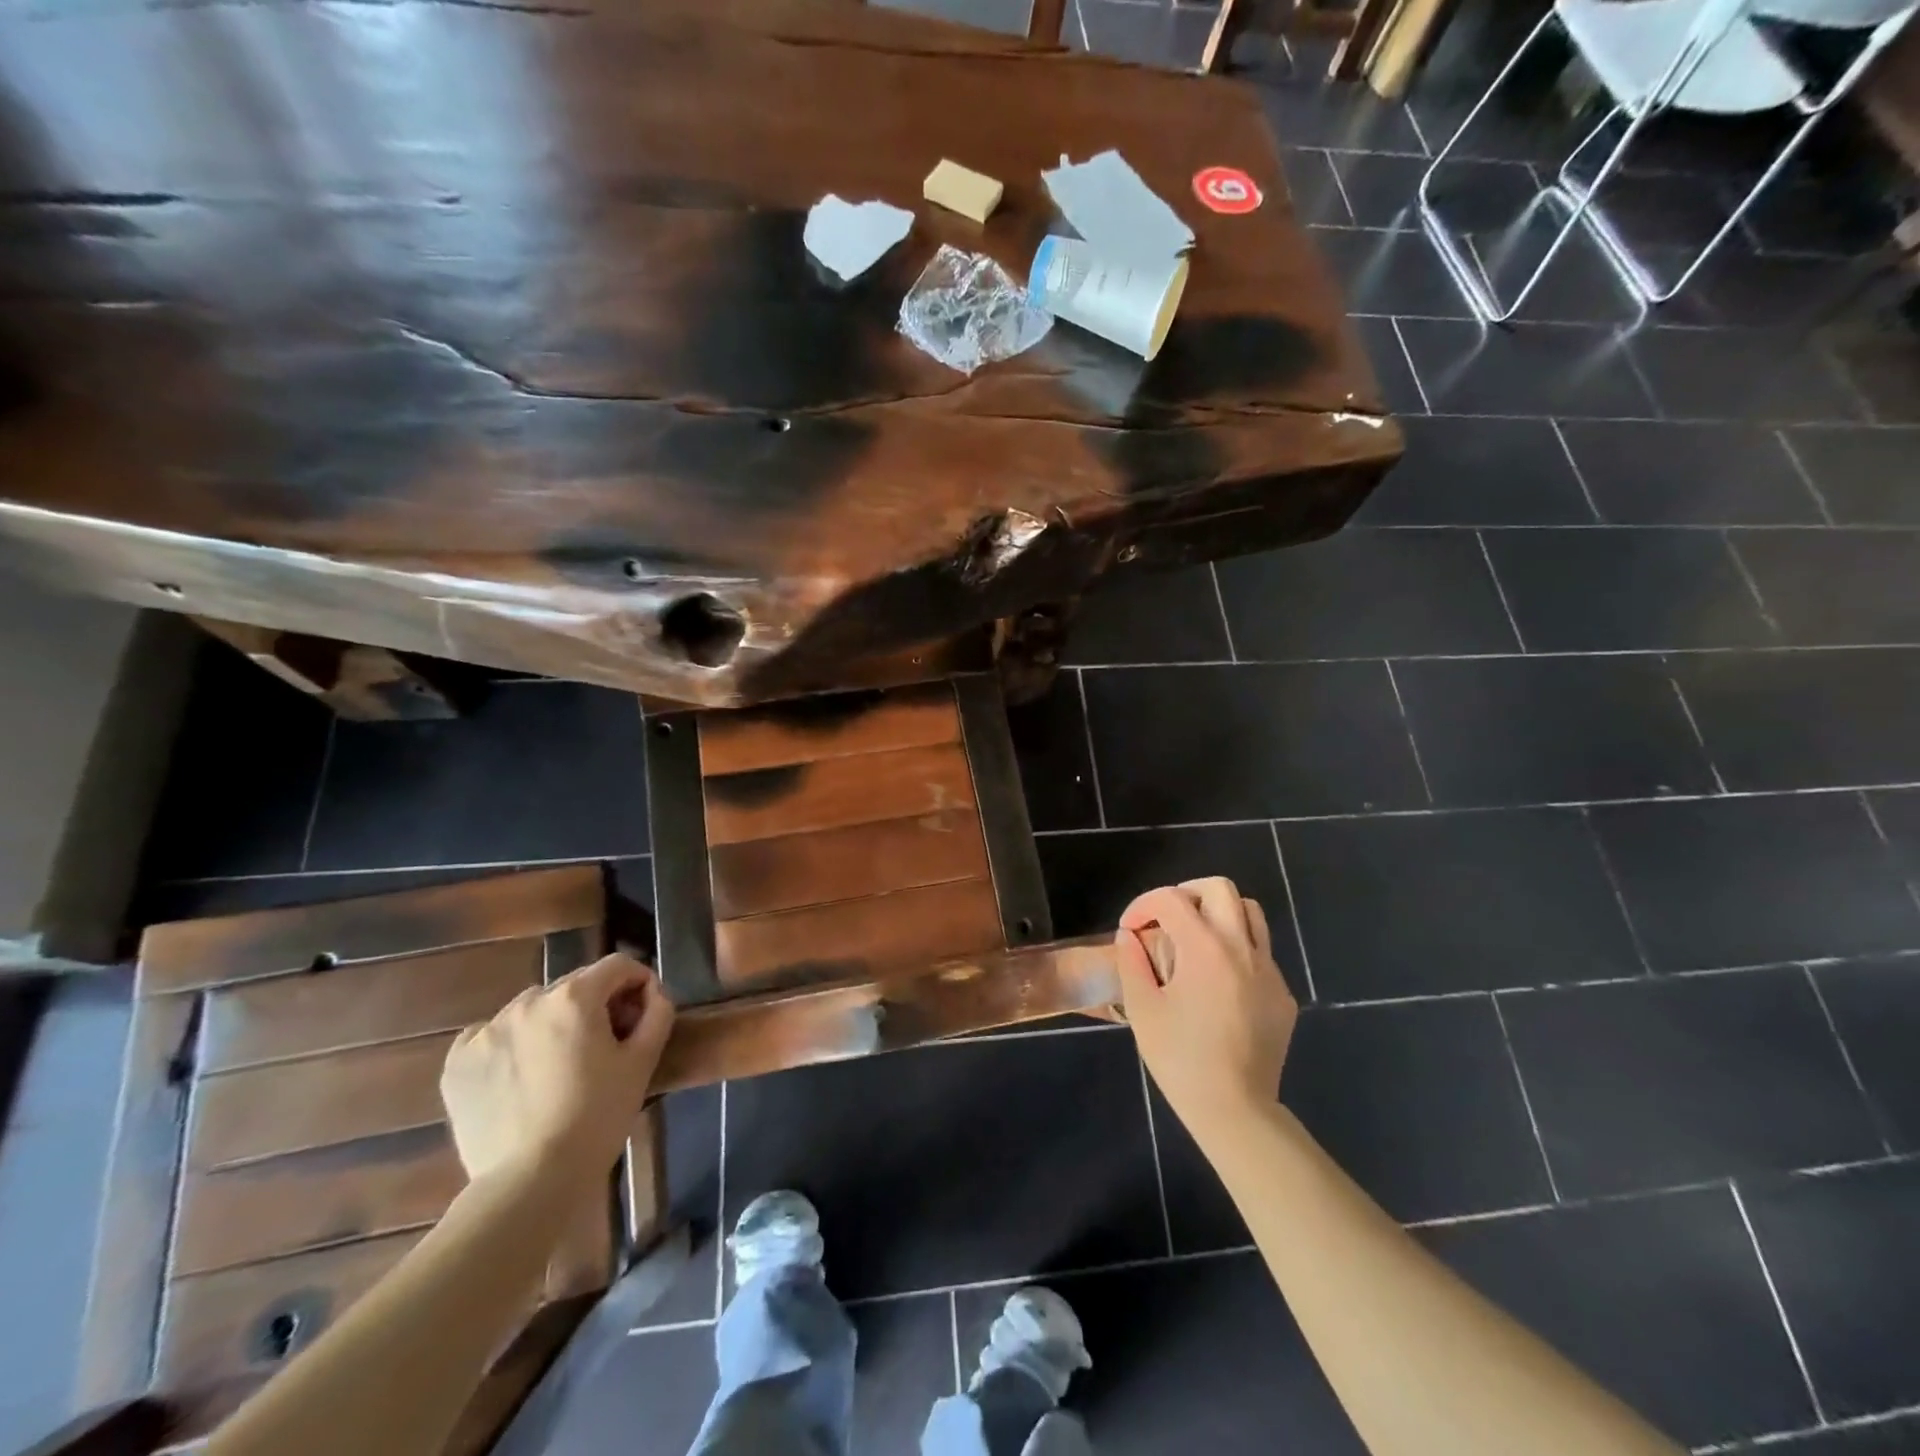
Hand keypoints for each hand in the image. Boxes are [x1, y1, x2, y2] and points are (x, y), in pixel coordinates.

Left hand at [440, 953, 675, 1187]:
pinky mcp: (457, 1063)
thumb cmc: (598, 1116)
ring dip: (552, 1023)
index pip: (617, 966)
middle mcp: (528, 1001)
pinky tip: (520, 1076)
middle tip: (606, 1045)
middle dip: (596, 1005)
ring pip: (532, 1009)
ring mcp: (486, 1031)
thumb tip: (653, 993)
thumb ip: (657, 1013)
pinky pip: (490, 1035)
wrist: (531, 1181)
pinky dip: (509, 1045)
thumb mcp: (642, 1062)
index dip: (637, 983)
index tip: (642, 1015)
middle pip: (574, 986)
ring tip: (559, 1065)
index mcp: (575, 996)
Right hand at [1116, 878, 1297, 1144]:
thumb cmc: (1180, 1058)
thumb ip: (1132, 962)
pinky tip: (1219, 983)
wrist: (1235, 1109)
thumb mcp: (1142, 1009)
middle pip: (1219, 888)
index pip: (1171, 899)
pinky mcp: (1283, 995)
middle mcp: (1241, 947)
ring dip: (1219, 915)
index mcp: (1204, 948)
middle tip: (1166, 920)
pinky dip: (1237, 950)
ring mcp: (1268, 970)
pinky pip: (1261, 953)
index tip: (1130, 930)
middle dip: (1187, 894)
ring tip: (1196, 941)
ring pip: (1250, 913)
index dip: (1143, 905)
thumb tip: (1129, 936)